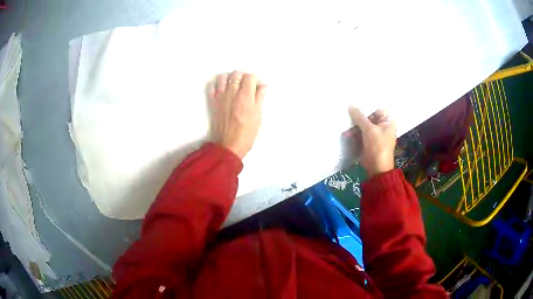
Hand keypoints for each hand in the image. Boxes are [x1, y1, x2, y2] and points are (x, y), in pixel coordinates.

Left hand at [208, 71, 266, 158]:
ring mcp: (220, 97)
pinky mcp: (212, 102)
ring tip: (234, 84)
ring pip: (223, 77)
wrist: (228, 145)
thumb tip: (263, 86)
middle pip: (236, 74)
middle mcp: (232, 93)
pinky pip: (211, 86)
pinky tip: (222, 88)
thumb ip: (260, 99)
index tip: (258, 86)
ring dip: (230, 77)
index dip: (255, 79)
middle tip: (247, 84)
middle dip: (244, 75)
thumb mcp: (258, 116)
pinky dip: (217, 83)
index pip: (250, 77)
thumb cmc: (247, 133)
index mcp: (245, 96)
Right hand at [348, 107, 396, 177]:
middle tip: (346, 114)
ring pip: (363, 125)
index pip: (376, 109)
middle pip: (368, 117)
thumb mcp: (369, 130)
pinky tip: (346, 134)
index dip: (365, 107)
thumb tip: (351, 105)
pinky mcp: (368, 141)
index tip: (353, 104)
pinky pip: (360, 133)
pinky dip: (354, 133)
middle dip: (357, 117)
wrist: (377, 168)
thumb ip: (359, 117)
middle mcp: (382, 126)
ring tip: (344, 127)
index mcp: (387, 121)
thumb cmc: (378, 147)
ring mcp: (375, 134)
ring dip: (354, 126)